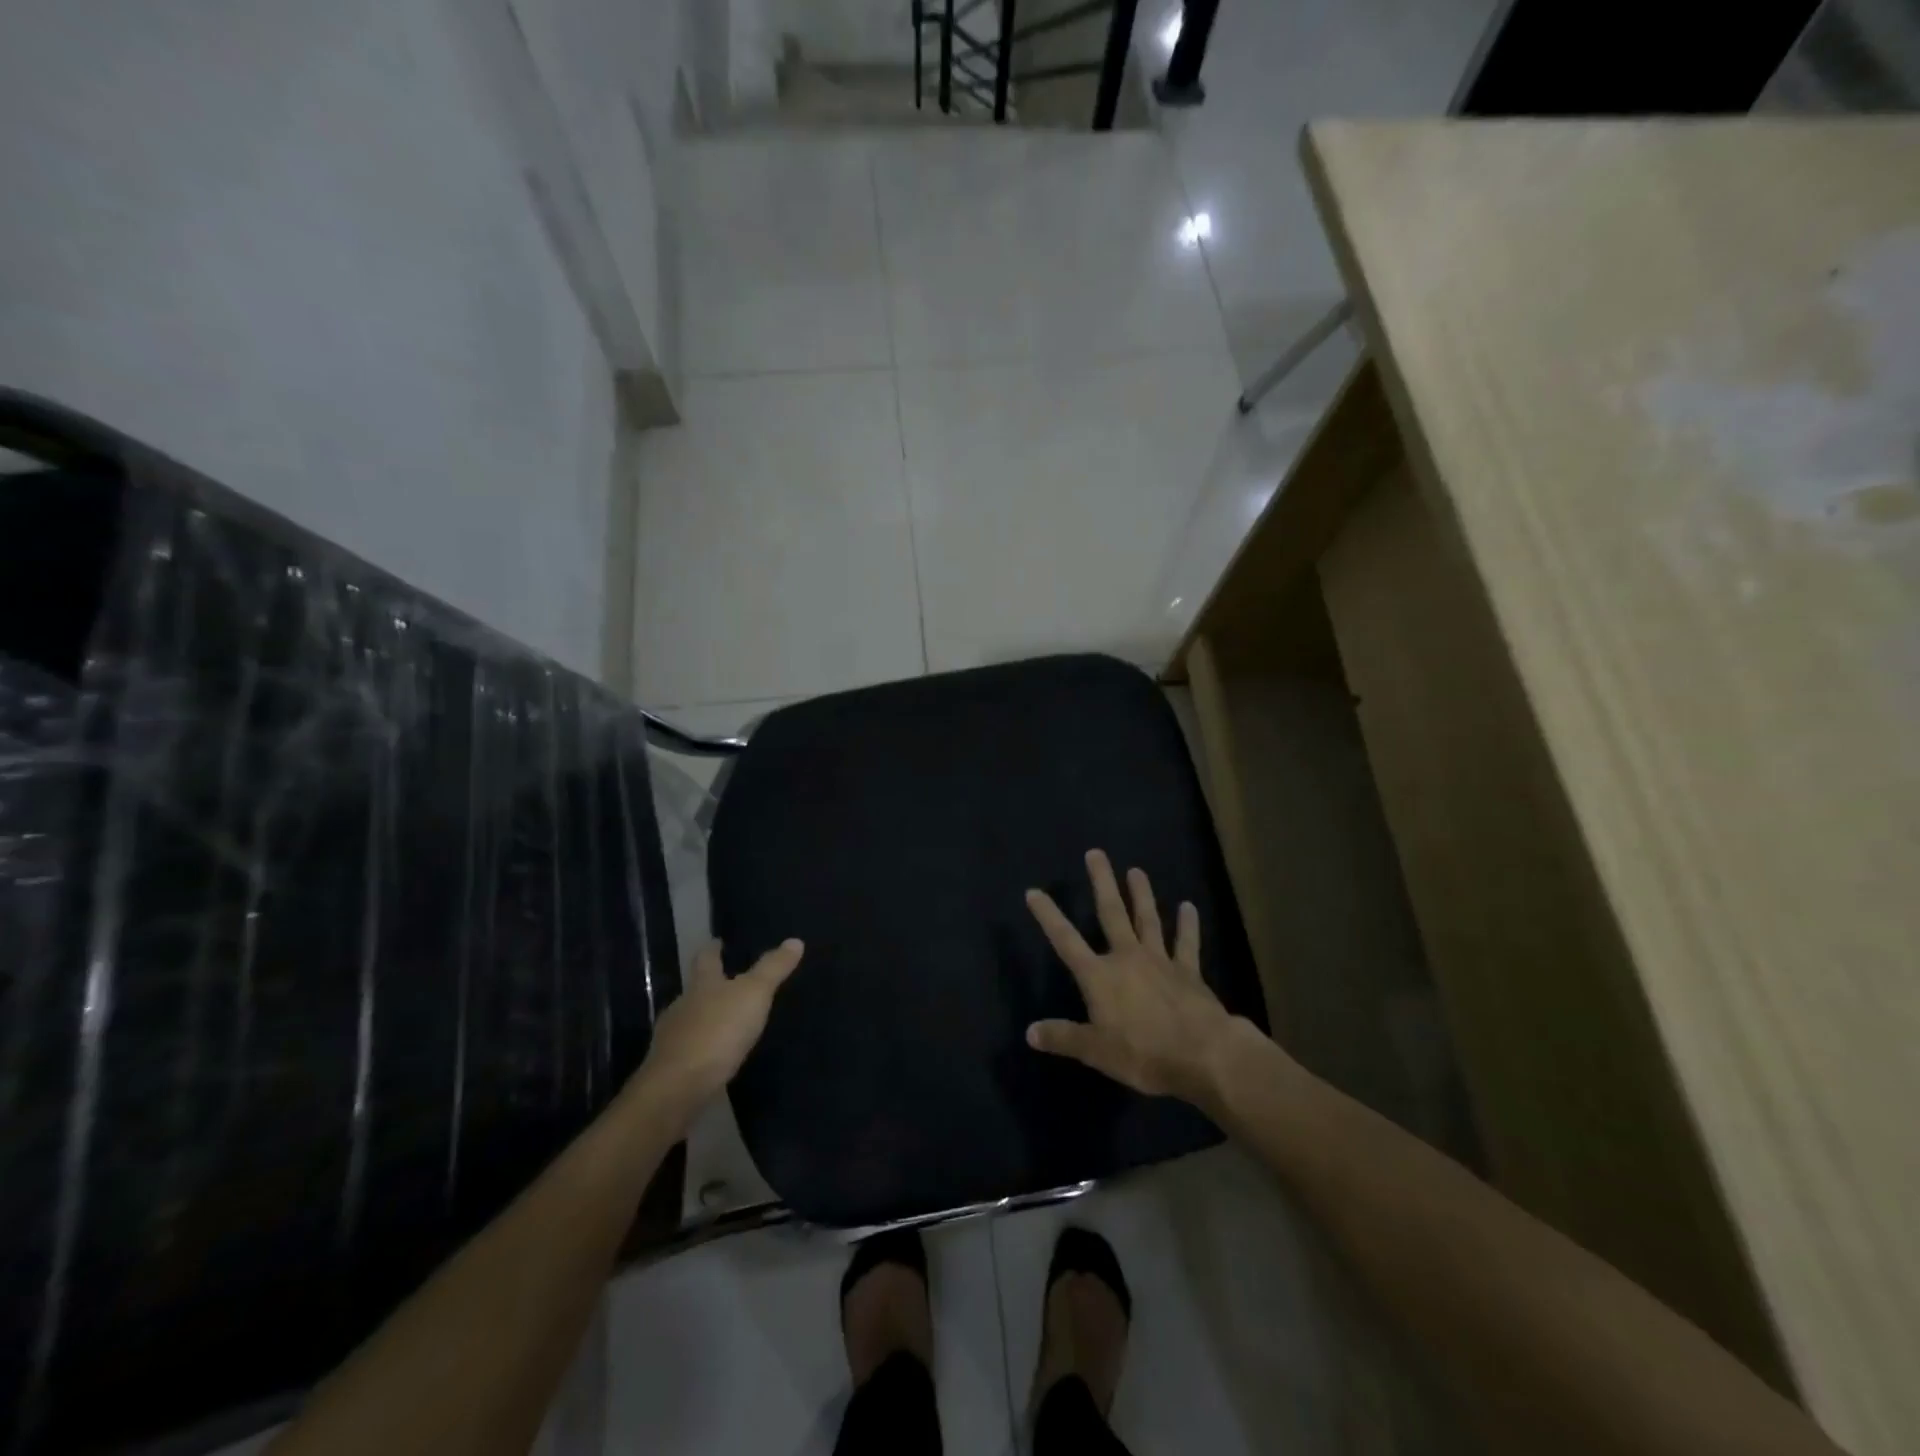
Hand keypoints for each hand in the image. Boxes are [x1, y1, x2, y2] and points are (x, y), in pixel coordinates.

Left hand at [635, 938, 803, 1118]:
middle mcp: (683, 1006)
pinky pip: (690, 1049)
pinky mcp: (672, 1068)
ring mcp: (673, 1038)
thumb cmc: (717, 1031)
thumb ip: (773, 968)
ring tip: (728, 1020)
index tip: (717, 941)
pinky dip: (703, 1047)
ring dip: (706, 1018)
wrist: (677, 1088)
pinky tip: (716, 1055)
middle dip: (710, 985)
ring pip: (691, 1019)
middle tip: (730, 982)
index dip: (713, 948)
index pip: (706, 958)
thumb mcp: (754, 994)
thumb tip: (795, 940)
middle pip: (695, 989)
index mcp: (702, 984)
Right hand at [1025, 850, 1249, 1109]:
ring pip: (1148, 919)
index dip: (1048, 916)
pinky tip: (1188, 907)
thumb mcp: (1095, 1051)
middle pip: (1111, 913)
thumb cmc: (1143, 1053)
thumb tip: (1030, 1032)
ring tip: (1136, 870)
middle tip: (1096, 853)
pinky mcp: (1188, 972)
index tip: (1034, 891)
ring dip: (1141, 894)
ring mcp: (1160, 961)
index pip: (1066, 940)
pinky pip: (1187, 943)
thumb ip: (1063, 1037)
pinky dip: (1188, 925)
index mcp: (1099, 976)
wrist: (1202, 1054)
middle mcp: (1127, 958)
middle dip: (1102, 882)